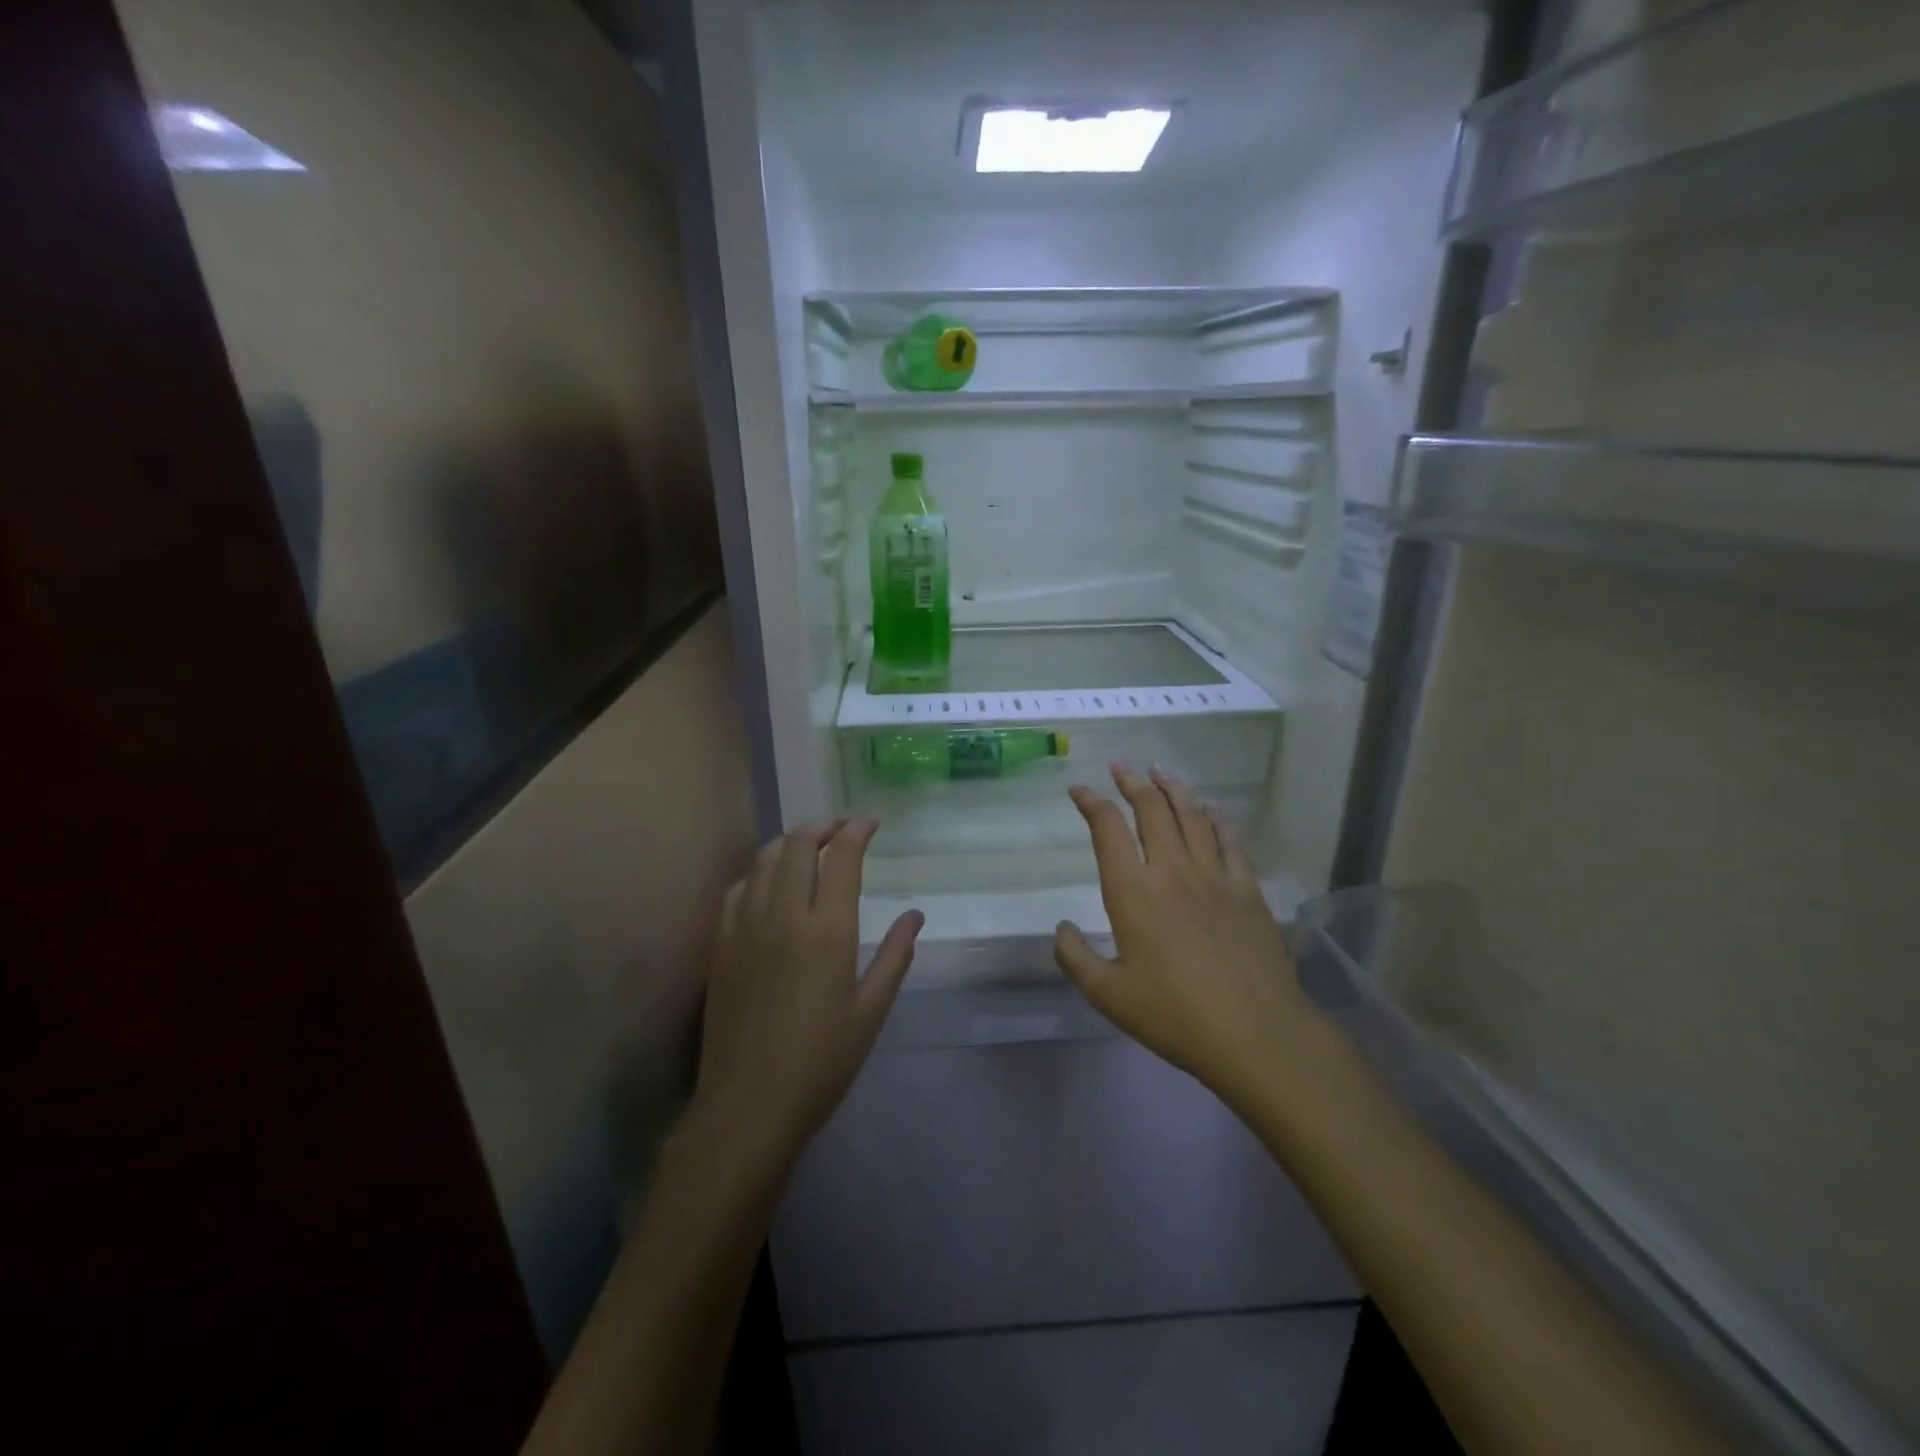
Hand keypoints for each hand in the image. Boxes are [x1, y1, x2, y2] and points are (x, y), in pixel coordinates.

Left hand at [692, 819, 922, 1180]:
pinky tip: (768, 881)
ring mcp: (746, 926)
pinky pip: (738, 888)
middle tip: (842, 827)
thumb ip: (895, 955)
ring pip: (764, 859)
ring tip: (808, 845)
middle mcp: (784, 914)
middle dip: (823, 825)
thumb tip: (915, 915)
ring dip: (789, 841)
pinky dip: (758, 871)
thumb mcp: (871, 1011)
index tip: (871, 823)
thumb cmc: (822, 1062)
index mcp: (828, 930)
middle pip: (798, 844)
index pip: (842, 856)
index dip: (857, 830)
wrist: (748, 1105)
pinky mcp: (721, 944)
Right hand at [1054, 765, 1319, 1103]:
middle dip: (1132, 783)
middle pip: (1151, 811)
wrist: (1255, 1033)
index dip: (1091, 803)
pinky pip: (1229, 841)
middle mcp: (1172, 871)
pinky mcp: (1247, 889)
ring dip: (1172, 790)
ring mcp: (1214, 877)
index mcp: (1133, 892)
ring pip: (1191, 817)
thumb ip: (1076, 958)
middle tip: (1121, 767)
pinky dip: (1216, 818)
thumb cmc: (1175, 1016)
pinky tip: (1210, 808)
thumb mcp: (1109, 996)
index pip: (1107, 830)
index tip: (1078, 790)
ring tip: (1159, 772)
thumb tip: (1061, 929)